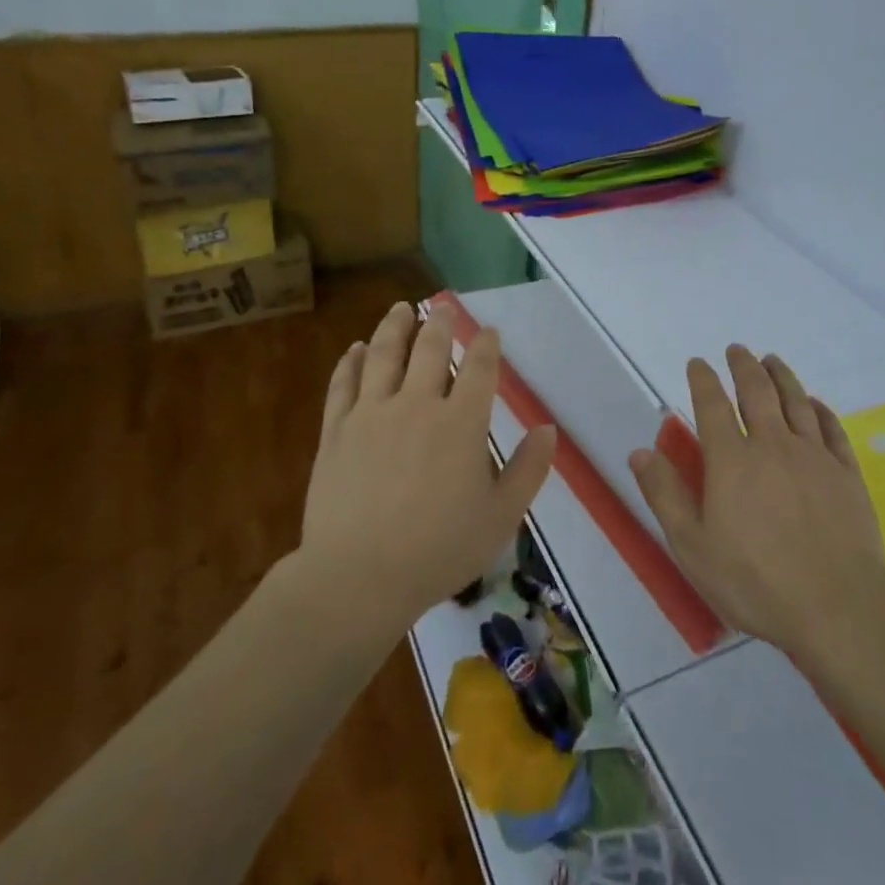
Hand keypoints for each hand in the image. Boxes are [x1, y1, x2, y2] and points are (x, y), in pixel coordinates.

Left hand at [299, 302, 556, 634]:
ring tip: (401, 309)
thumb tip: (548, 429)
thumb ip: (528, 469)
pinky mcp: (336, 430)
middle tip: (442, 307)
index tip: (489, 332)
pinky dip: (351, 362)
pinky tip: (356, 348)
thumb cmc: (439, 550)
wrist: (359, 577)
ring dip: (395, 327)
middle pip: (430, 349)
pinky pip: (344, 384)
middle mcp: (417, 404)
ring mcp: (371, 414)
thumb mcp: (501, 517)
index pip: (480, 369)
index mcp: (461, 423)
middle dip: (439, 323)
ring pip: (384, 355)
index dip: (486, 345)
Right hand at [629, 346, 884, 657]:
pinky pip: (832, 430)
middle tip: (737, 350)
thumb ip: (665, 494)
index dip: (703, 380)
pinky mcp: (846, 474)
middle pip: (757, 392)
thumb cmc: (756, 582)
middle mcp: (772, 445)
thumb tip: (640, 451)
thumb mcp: (693, 546)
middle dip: (743, 366)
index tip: (697, 363)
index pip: (712, 405)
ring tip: (772, 360)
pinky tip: (815, 403)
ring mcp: (814, 457)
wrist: (838, 608)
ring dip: (781, 376)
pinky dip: (821, 410)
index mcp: (731, 460)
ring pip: (796, 401)